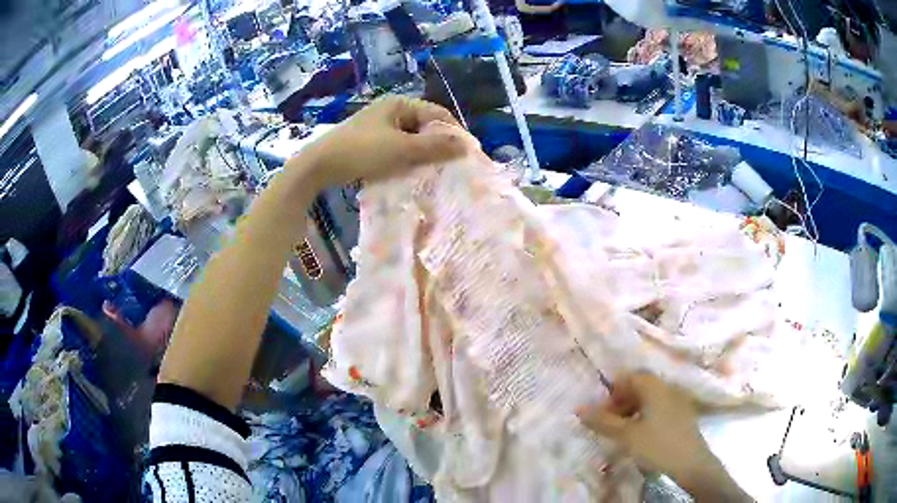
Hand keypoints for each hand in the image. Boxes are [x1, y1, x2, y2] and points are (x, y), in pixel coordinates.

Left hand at [294, 95, 466, 188]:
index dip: (454, 131)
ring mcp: (379, 126)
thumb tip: (466, 146)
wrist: (318, 166)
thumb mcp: (401, 149)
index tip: (467, 153)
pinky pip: (397, 148)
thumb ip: (434, 147)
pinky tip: (413, 173)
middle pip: (425, 126)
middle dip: (439, 145)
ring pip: (411, 139)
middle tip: (453, 165)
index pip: (437, 113)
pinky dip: (407, 159)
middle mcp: (391, 110)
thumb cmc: (361, 151)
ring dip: (424, 154)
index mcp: (399, 104)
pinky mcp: (370, 142)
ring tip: (436, 172)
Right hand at [577, 373, 750, 501]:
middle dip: (621, 403)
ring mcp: (678, 401)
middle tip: (609, 424)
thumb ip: (602, 421)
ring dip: (632, 412)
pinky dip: (645, 418)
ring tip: (622, 433)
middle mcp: (668, 388)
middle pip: (640, 387)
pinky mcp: (683, 415)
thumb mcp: (626, 435)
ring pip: (650, 399)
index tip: (602, 412)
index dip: (612, 392)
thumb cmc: (657, 445)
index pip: (629, 377)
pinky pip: (660, 409)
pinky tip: (641, 436)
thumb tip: (578, 408)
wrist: (691, 464)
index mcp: (656, 387)